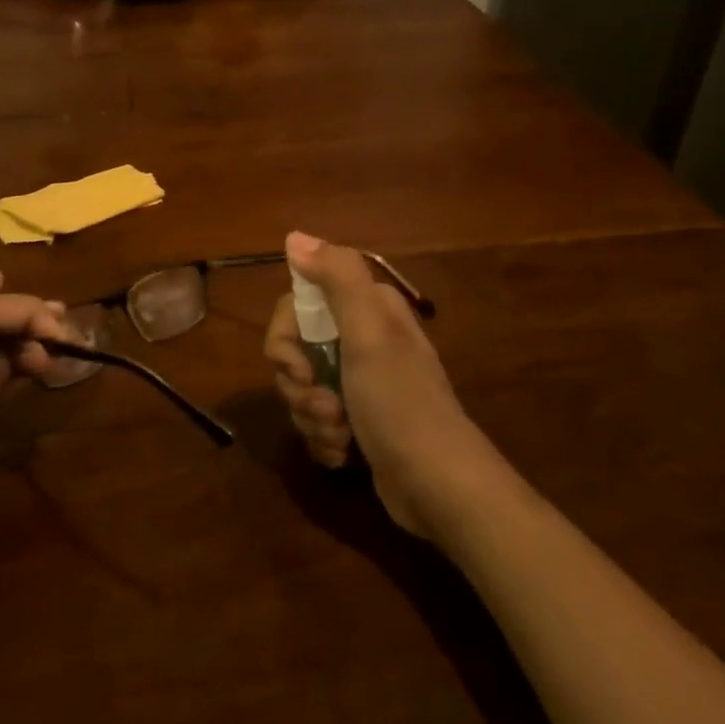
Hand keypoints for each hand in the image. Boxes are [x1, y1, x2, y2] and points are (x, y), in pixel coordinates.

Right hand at [264, 232, 491, 537]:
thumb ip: (336, 277)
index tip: (297, 366)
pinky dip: (323, 439)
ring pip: (302, 389)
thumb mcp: (369, 333)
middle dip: (299, 385)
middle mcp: (362, 339)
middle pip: (294, 350)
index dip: (285, 339)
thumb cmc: (400, 403)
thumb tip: (294, 237)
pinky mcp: (357, 422)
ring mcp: (359, 383)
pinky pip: (316, 421)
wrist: (438, 486)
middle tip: (326, 406)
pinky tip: (344, 454)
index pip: (296, 306)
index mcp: (366, 310)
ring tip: (341, 435)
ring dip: (312, 417)